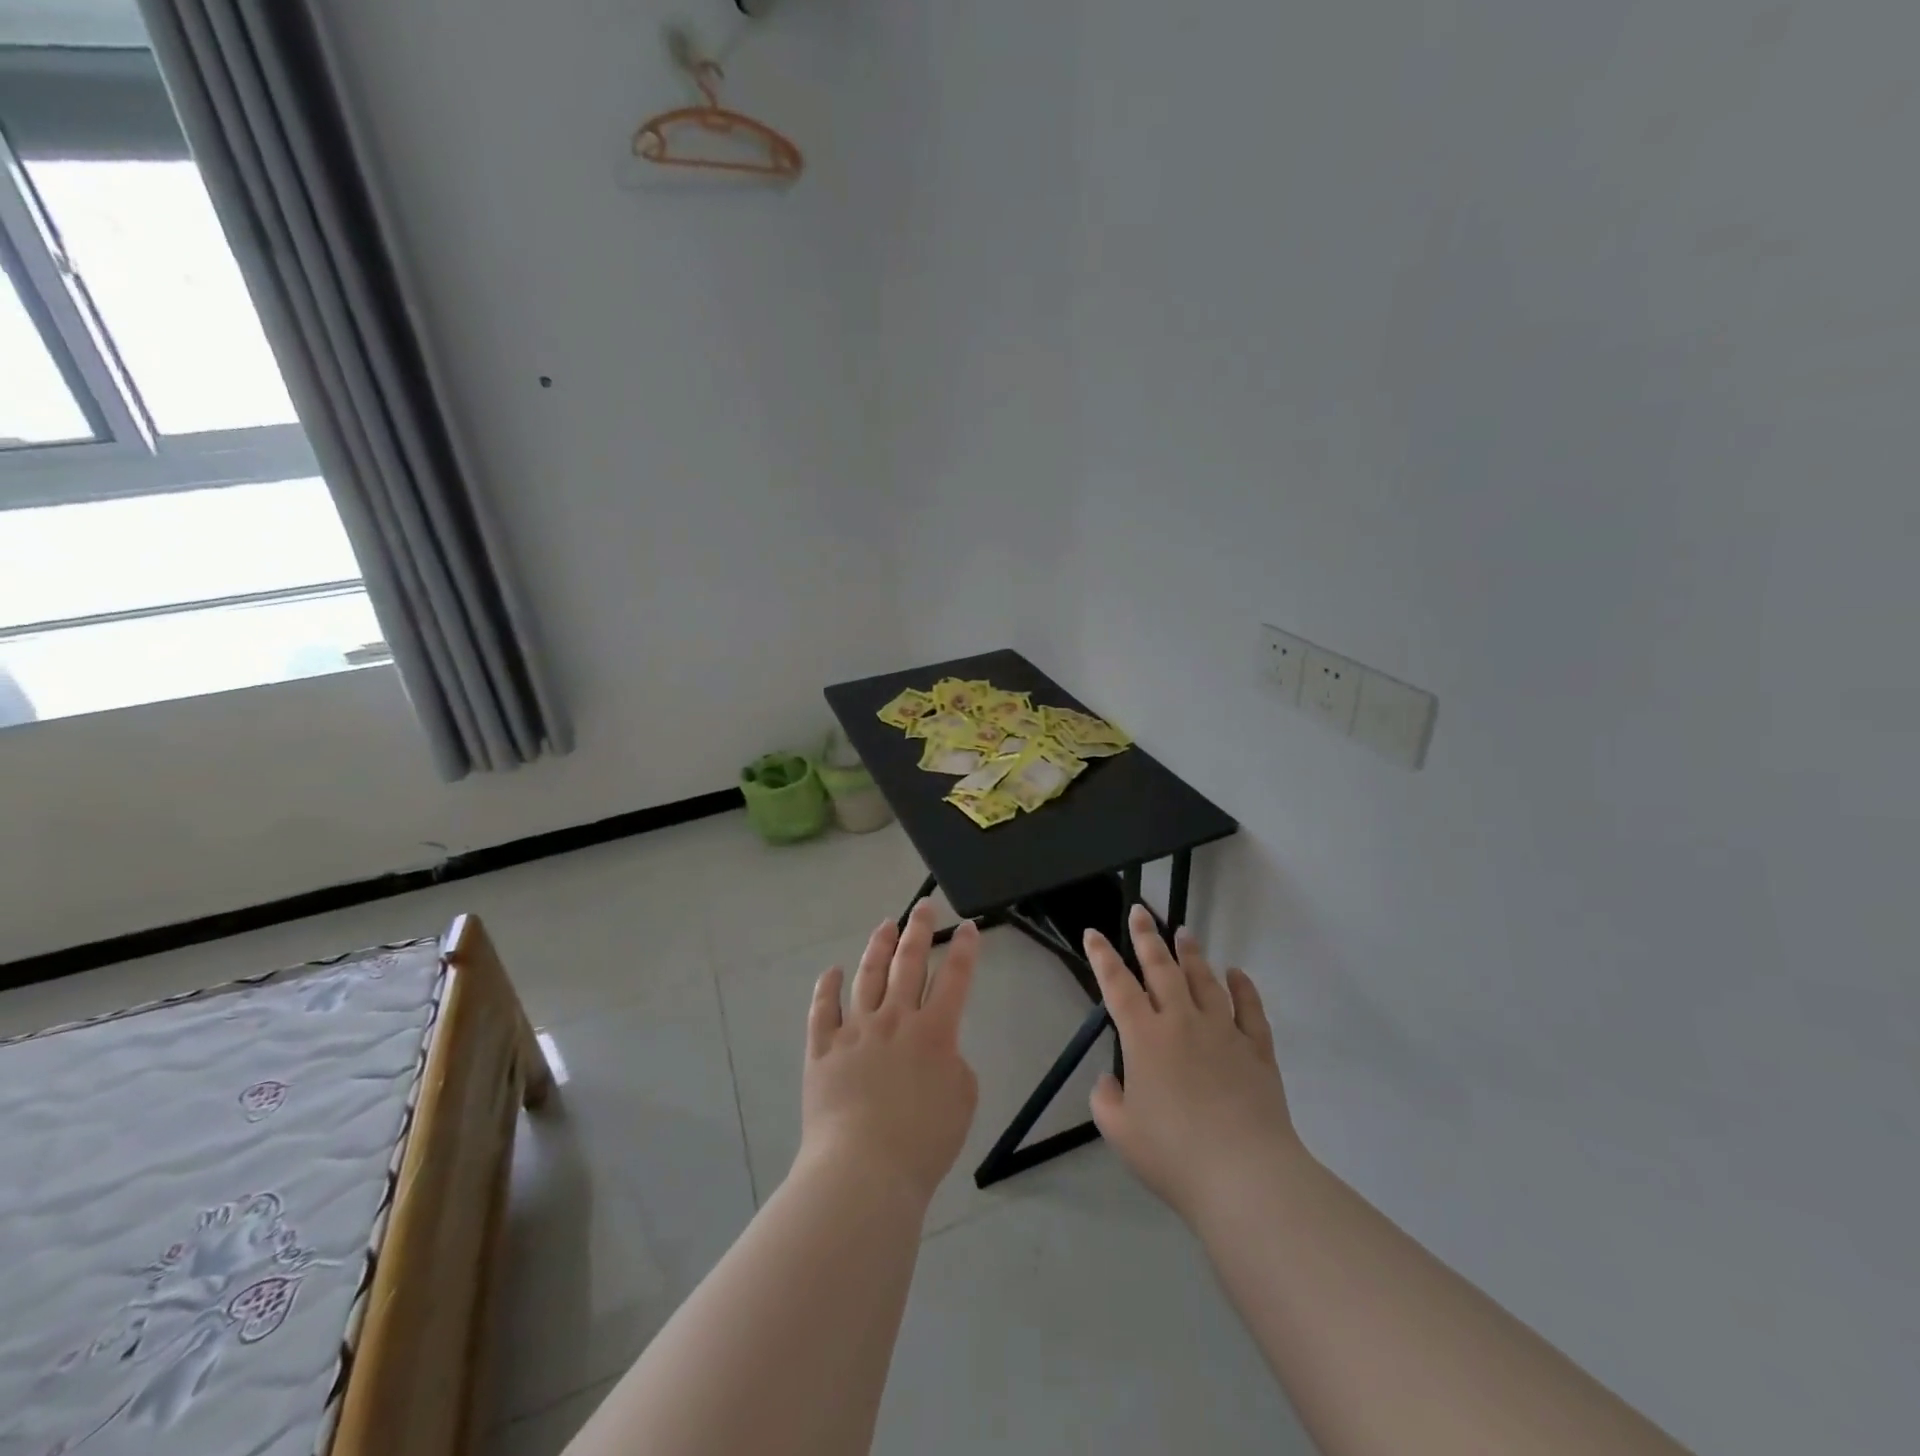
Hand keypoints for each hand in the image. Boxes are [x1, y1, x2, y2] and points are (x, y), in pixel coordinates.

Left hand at [799, 901, 980, 1207]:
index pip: (955, 978)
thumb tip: (937, 1051)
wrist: (863, 1170)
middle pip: (908, 963)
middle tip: (924, 907)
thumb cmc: (923, 1143)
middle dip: (919, 930)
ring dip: (878, 947)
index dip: (965, 949)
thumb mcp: (962, 1101)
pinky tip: (832, 971)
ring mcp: (855, 1031)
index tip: (968, 926)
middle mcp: (895, 1019)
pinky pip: (823, 1010)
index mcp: (935, 1032)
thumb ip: (954, 1065)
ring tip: (886, 925)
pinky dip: (827, 987)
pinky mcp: (822, 1049)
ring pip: (868, 976)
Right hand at [1086, 906, 1304, 1223]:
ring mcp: (1223, 1032)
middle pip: (1162, 969)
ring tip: (1184, 933)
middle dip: (1147, 937)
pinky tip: (1237, 973)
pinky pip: (1250, 1009)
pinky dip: (1243, 988)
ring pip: (1205, 981)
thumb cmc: (1174, 1155)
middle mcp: (1182, 1022)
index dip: (1102, 956)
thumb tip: (1111, 1080)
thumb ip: (1106, 1100)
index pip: (1117, 985)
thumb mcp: (1120, 1132)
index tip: (1093, 933)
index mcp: (1144, 1037)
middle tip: (1141, 912)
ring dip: (1191, 955)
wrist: (1244, 1175)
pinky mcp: (1256, 1050)